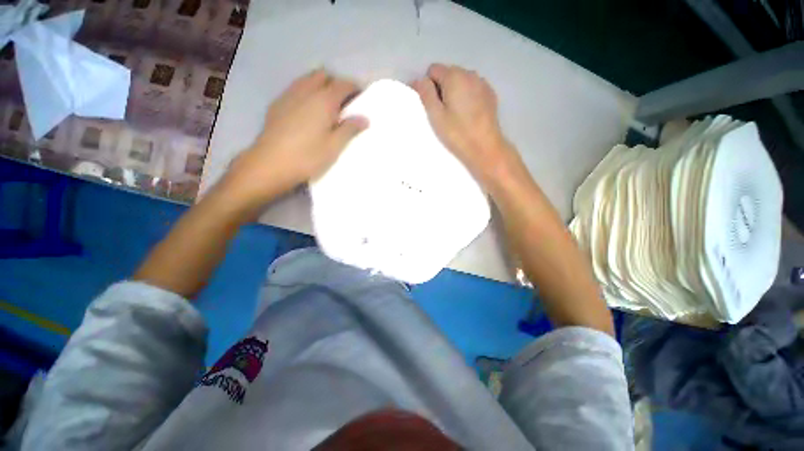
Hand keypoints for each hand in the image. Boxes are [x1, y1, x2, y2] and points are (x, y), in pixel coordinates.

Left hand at [223, 69, 367, 208]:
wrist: (271, 163)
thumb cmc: (308, 156)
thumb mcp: (334, 146)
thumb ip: (350, 129)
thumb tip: (364, 118)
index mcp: (323, 100)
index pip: (343, 85)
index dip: (354, 88)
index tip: (361, 97)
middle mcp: (306, 91)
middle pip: (323, 75)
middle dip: (336, 83)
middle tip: (343, 102)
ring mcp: (289, 95)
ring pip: (307, 79)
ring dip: (320, 85)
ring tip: (326, 105)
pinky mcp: (278, 104)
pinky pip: (295, 89)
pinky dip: (306, 92)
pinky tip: (307, 110)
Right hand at [413, 64, 522, 187]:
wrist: (485, 148)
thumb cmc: (457, 133)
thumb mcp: (436, 115)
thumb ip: (425, 94)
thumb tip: (418, 80)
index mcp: (454, 76)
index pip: (433, 70)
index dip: (428, 86)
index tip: (431, 105)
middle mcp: (470, 73)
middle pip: (448, 73)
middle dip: (441, 88)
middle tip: (442, 112)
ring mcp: (482, 83)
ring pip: (461, 81)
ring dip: (455, 92)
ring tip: (456, 114)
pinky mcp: (490, 94)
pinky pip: (473, 89)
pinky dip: (467, 96)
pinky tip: (468, 114)